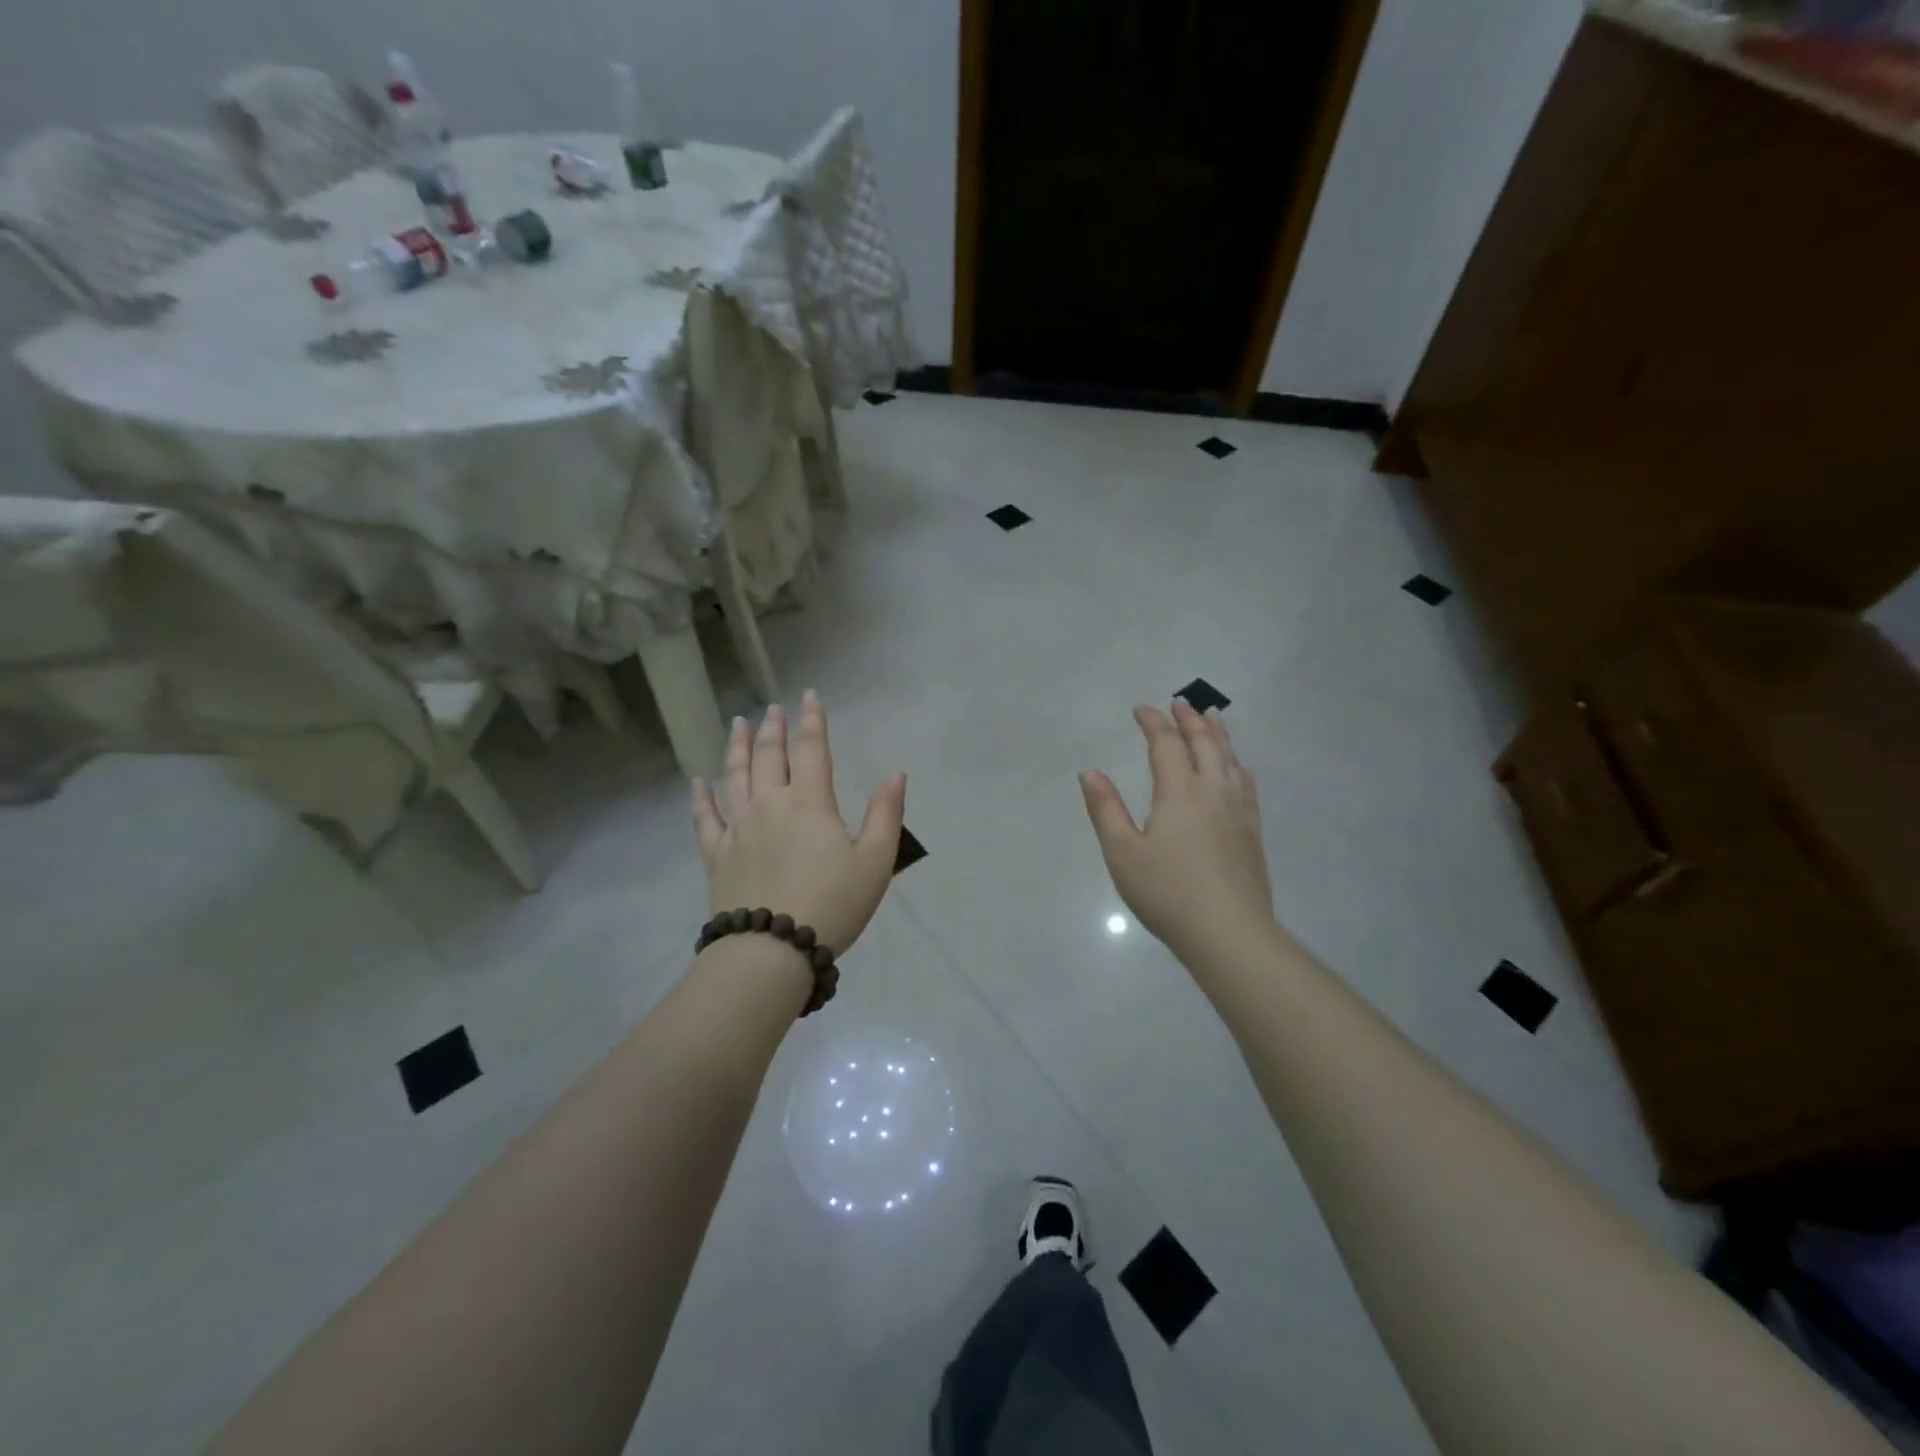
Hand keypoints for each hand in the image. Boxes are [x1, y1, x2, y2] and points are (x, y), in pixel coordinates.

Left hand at [691, 691, 906, 955]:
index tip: (809, 696)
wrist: (772, 950)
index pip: (812, 749)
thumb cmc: (832, 904)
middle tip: (772, 708)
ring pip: (735, 776)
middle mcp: (770, 804)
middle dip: (773, 728)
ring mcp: (738, 827)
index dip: (812, 720)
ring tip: (737, 724)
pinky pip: (705, 818)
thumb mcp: (875, 862)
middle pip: (769, 755)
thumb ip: (886, 814)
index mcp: (810, 802)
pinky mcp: (717, 854)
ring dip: (736, 746)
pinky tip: (697, 781)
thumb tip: (895, 774)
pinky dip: (700, 797)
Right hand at [1080, 702, 1274, 962]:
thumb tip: (1090, 772)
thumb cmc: (1167, 892)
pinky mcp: (1252, 831)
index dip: (1153, 723)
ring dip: (1217, 735)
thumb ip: (1106, 809)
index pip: (1166, 745)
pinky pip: (1246, 783)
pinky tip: (1237, 768)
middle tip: (1179, 703)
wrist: (1228, 932)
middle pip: (1205, 744)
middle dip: (1189, 720)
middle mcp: (1213, 792)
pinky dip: (1237, 764)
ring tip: (1211, 719)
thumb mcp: (1123, 852)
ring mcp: (1238, 811)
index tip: (1141, 709)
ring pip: (1230, 759)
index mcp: (1179, 793)